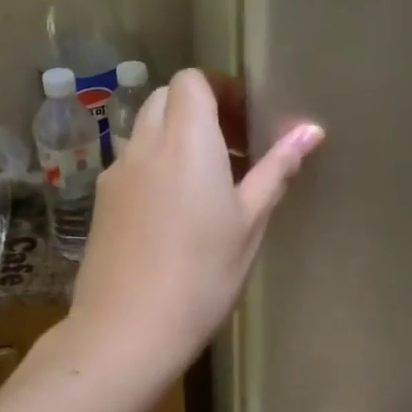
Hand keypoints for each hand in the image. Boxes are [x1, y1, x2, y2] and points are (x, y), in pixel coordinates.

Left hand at [70, 68, 323, 379]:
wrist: (127, 330)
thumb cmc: (202, 276)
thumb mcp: (249, 224)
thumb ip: (276, 170)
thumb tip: (310, 130)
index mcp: (186, 142)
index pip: (192, 81)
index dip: (220, 89)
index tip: (246, 120)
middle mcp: (144, 146)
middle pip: (165, 99)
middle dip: (199, 111)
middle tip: (233, 150)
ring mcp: (116, 173)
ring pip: (145, 130)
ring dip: (174, 138)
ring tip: (205, 182)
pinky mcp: (101, 202)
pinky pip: (131, 163)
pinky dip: (154, 165)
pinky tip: (173, 211)